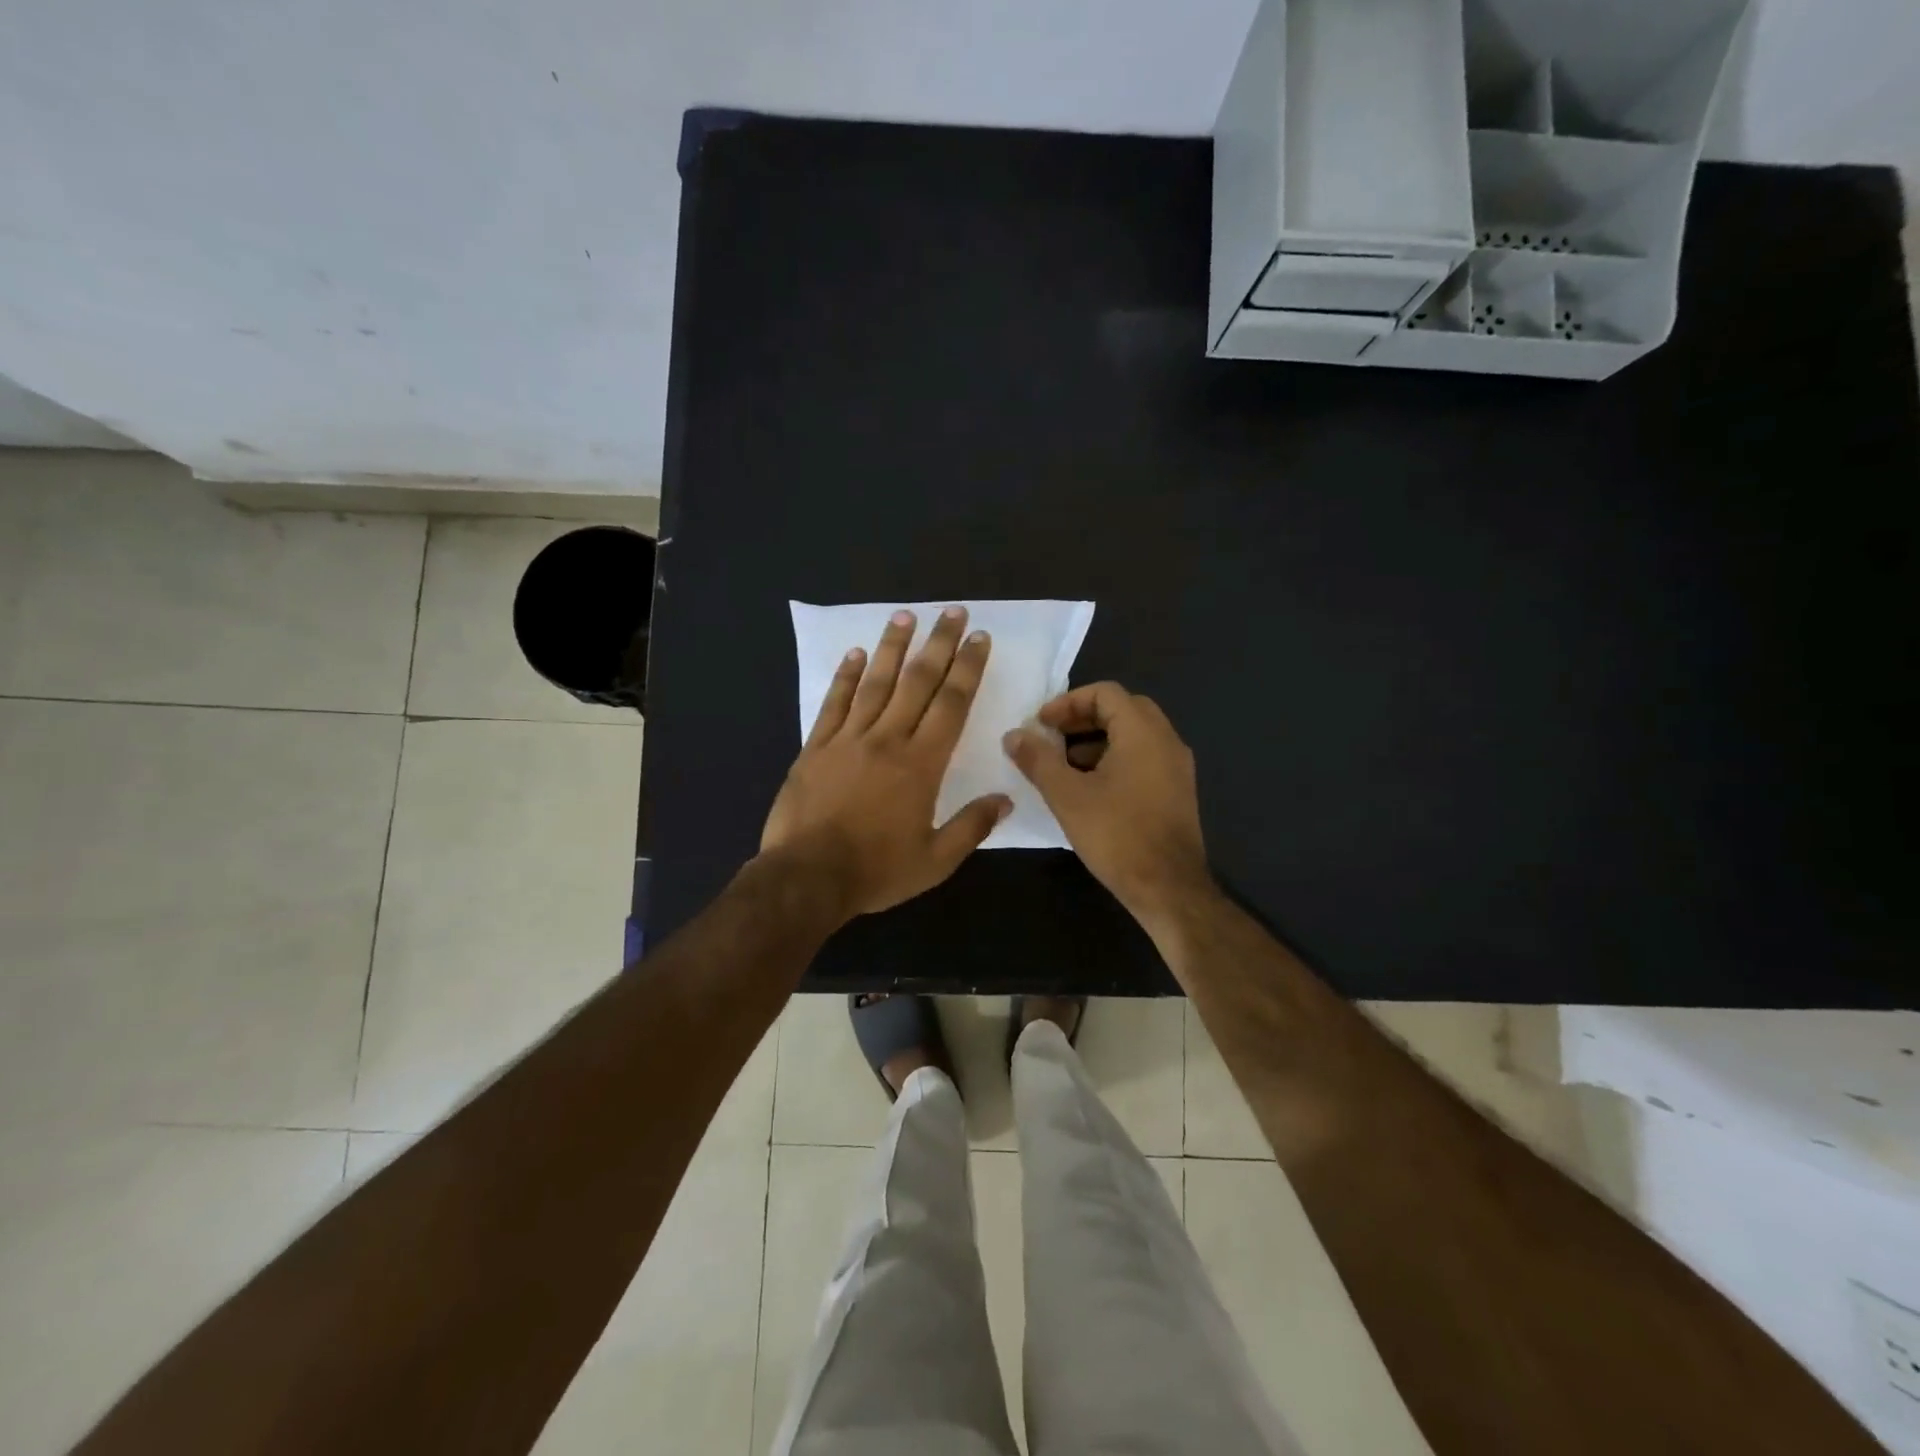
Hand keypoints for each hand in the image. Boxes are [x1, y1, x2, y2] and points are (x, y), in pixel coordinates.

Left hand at [761, 606, 1011, 921]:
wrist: (807, 877)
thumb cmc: (876, 871)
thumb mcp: (935, 861)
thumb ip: (972, 827)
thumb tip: (1005, 799)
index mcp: (921, 764)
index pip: (951, 704)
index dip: (968, 669)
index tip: (979, 639)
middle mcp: (887, 740)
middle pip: (918, 682)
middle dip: (939, 644)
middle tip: (953, 612)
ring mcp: (847, 739)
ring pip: (875, 683)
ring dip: (892, 647)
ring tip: (905, 616)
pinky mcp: (815, 747)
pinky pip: (834, 704)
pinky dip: (845, 677)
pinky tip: (856, 654)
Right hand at [1002, 682, 1214, 926]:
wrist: (1168, 887)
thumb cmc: (1116, 835)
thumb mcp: (1066, 795)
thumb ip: (1038, 760)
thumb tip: (1014, 735)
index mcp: (1143, 732)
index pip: (1105, 692)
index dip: (1068, 702)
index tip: (1041, 724)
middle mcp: (1167, 740)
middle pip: (1122, 709)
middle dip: (1082, 719)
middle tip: (1051, 738)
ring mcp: (1177, 766)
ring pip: (1134, 735)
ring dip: (1097, 740)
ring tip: (1064, 766)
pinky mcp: (1177, 791)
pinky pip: (1144, 758)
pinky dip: (1115, 759)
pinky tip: (1090, 789)